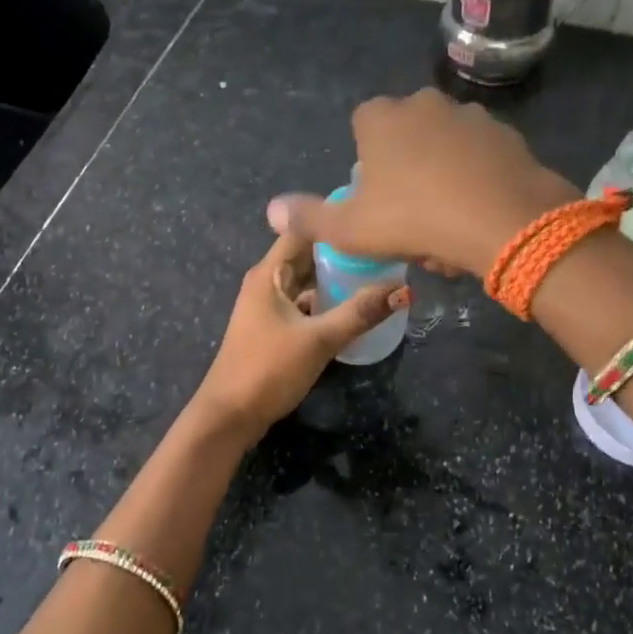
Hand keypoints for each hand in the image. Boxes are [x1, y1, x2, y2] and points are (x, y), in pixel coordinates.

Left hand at [191, 230, 409, 437]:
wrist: (229, 416)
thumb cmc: (268, 369)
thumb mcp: (319, 340)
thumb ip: (360, 313)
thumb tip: (403, 290)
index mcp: (269, 273)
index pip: (302, 229)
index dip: (334, 220)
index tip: (370, 217)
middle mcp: (267, 282)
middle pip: (307, 255)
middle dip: (341, 251)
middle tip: (383, 248)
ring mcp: (268, 306)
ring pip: (306, 281)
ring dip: (335, 278)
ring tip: (376, 273)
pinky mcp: (273, 329)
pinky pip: (304, 304)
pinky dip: (326, 302)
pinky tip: (353, 308)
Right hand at [266, 89, 578, 277]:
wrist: (502, 220)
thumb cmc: (414, 219)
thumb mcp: (351, 228)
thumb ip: (309, 218)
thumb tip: (272, 211)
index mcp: (382, 117)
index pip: (363, 125)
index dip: (366, 161)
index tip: (376, 197)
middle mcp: (425, 104)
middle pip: (406, 136)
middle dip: (406, 170)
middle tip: (412, 218)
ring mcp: (470, 116)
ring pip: (445, 147)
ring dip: (443, 177)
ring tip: (448, 224)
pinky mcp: (507, 135)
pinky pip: (481, 158)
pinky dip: (476, 180)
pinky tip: (479, 215)